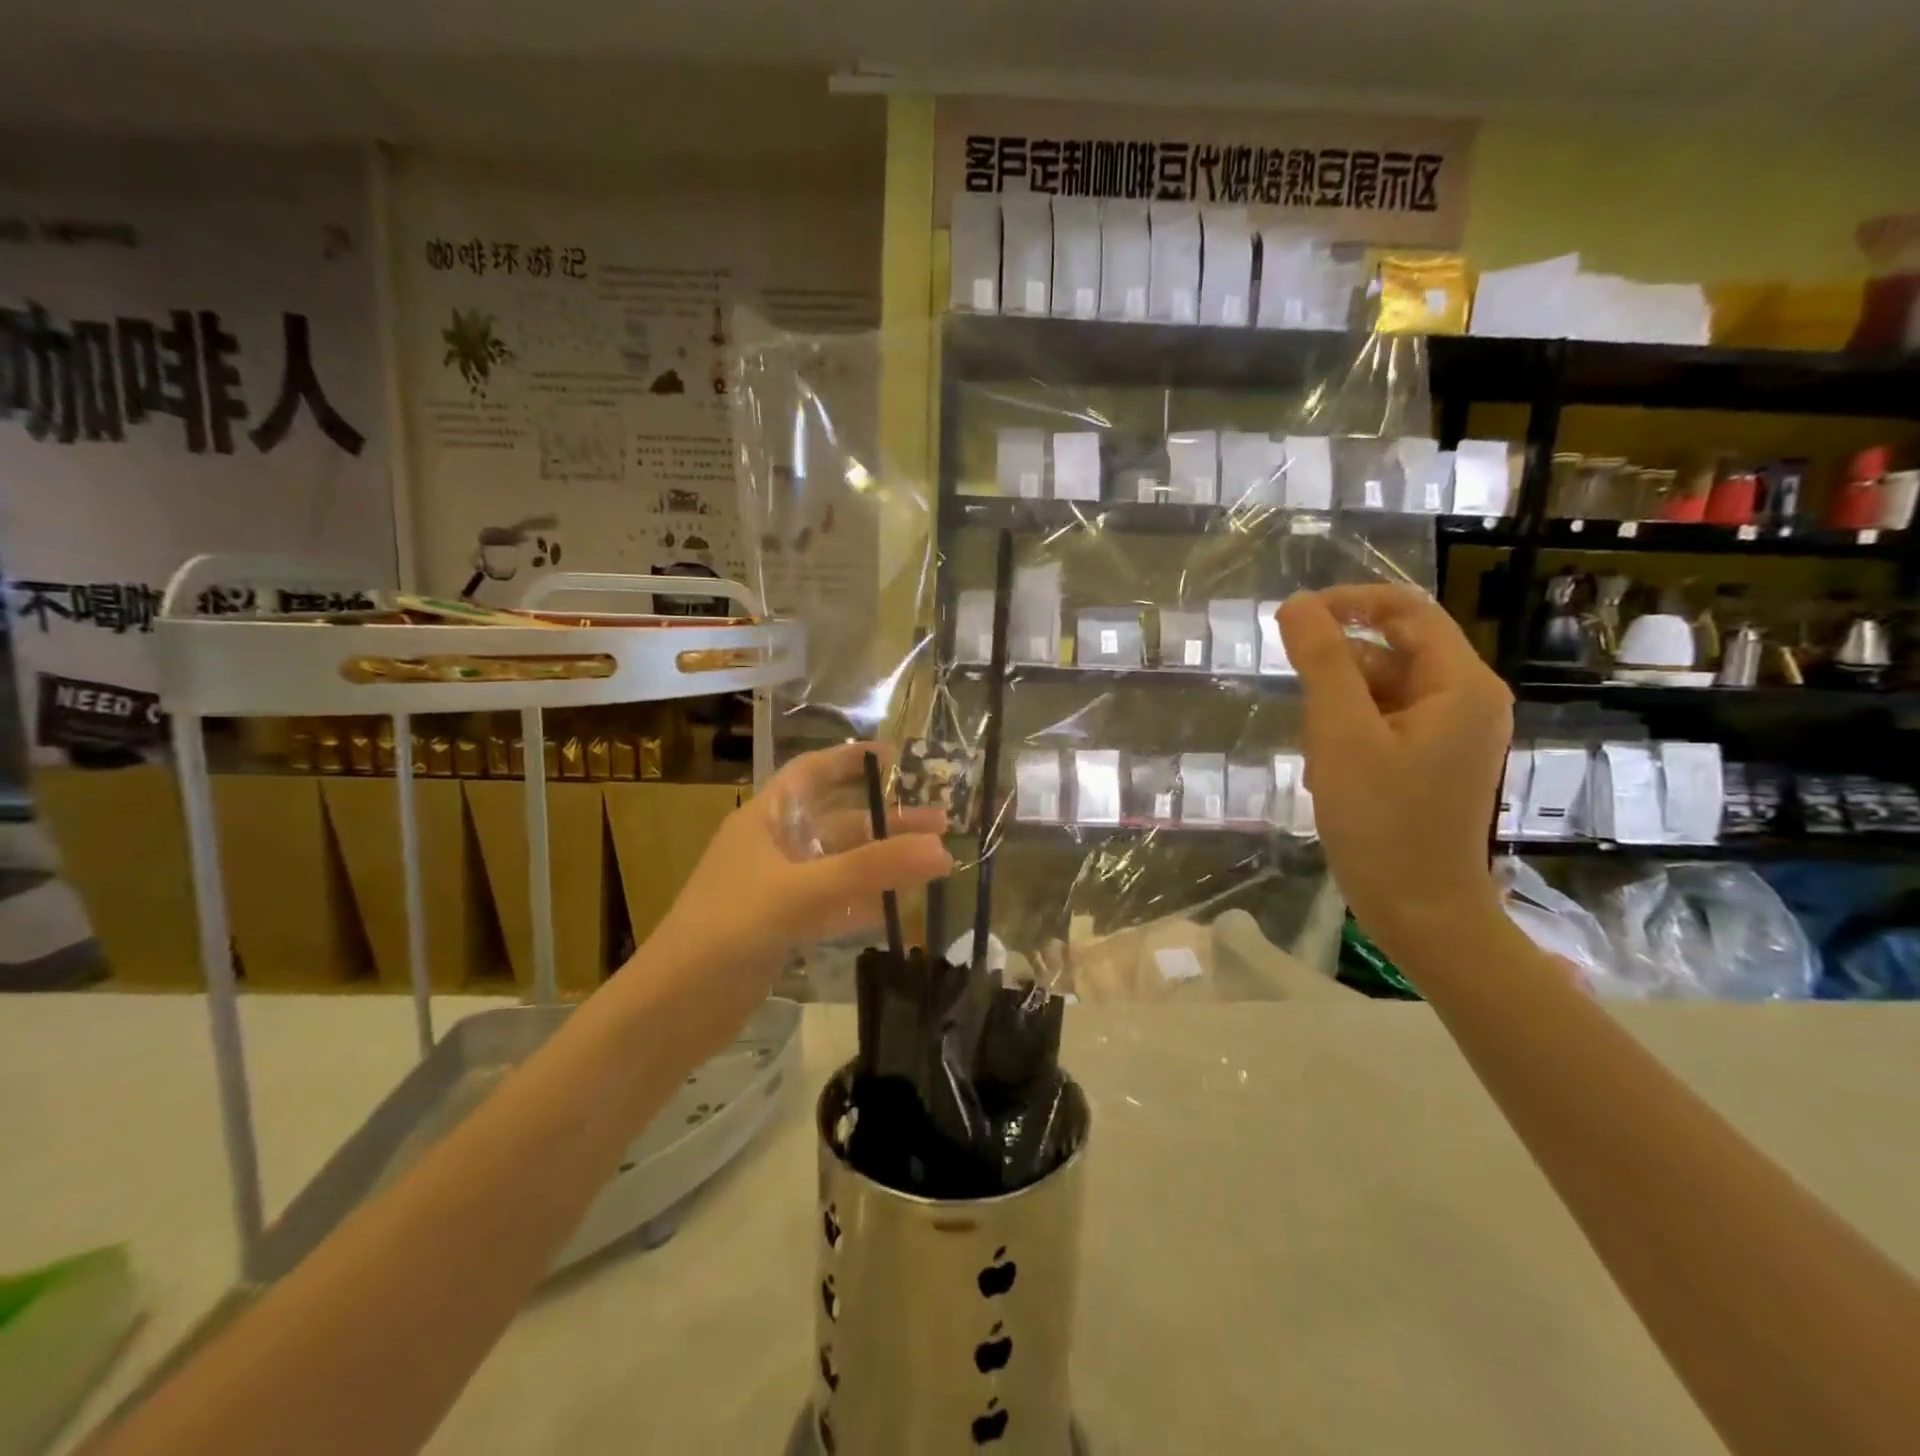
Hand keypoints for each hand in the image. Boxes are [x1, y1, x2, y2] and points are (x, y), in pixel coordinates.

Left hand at [636, 743, 952, 1047]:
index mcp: (764, 819)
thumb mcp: (801, 892)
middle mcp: (772, 846)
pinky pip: (834, 903)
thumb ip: (871, 870)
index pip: (812, 772)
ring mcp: (778, 889)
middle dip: (887, 821)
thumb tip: (941, 848)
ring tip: (935, 863)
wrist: (672, 1011)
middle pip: (838, 822)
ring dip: (883, 862)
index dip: (852, 759)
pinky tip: (899, 907)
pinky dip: (865, 901)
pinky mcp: (783, 926)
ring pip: (841, 865)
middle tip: (942, 824)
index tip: (899, 757)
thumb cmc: (728, 930)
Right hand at [1278, 586, 1511, 964]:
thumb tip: (1297, 604)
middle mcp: (1466, 700)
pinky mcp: (1432, 761)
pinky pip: (1383, 724)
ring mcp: (1451, 734)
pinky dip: (1348, 736)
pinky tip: (1328, 773)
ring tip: (1317, 757)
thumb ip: (1322, 662)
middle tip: (1305, 719)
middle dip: (1337, 675)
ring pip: (1380, 691)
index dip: (1348, 603)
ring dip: (1338, 711)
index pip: (1406, 610)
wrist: (1419, 911)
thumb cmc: (1382, 821)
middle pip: (1390, 653)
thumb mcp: (1342, 734)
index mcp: (1460, 684)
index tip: (1292, 621)